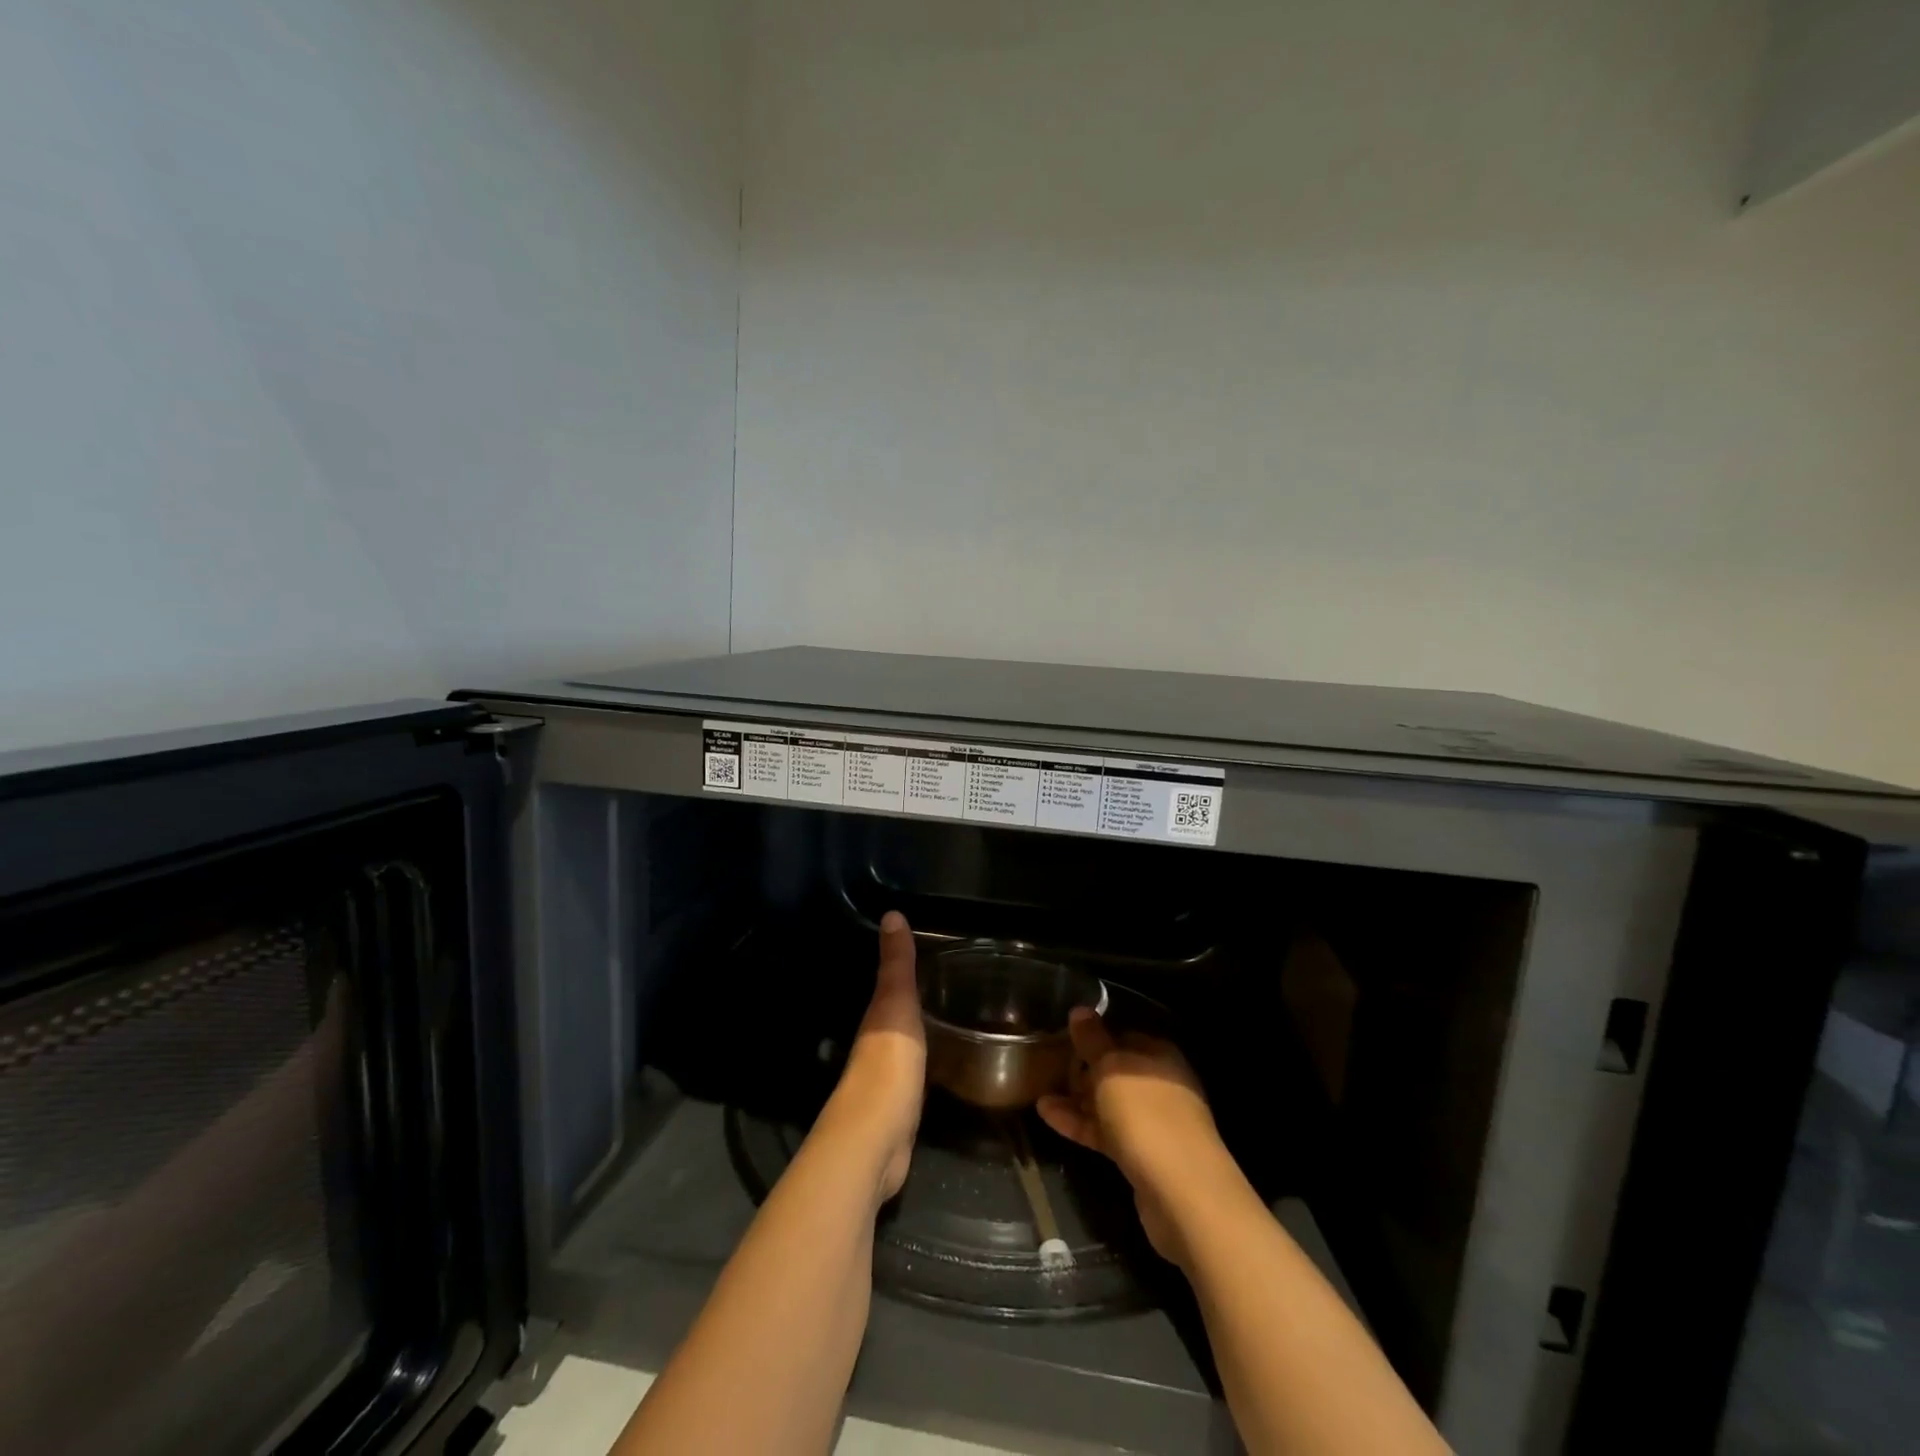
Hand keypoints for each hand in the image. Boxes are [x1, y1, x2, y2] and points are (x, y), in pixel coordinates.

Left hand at [820, 911, 924, 1202]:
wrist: (877, 1138)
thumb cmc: (888, 1062)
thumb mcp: (896, 1004)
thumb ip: (896, 964)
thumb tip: (891, 913)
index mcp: (874, 1019)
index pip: (888, 987)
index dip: (902, 972)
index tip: (929, 956)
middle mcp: (875, 1046)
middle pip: (894, 1017)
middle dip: (914, 1004)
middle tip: (950, 986)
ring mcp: (887, 1080)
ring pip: (905, 1046)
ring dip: (921, 1035)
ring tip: (952, 1020)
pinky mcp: (901, 1109)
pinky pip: (917, 1076)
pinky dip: (928, 1065)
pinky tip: (945, 1064)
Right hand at [1037, 1009, 1237, 1268]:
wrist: (1182, 1194)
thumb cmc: (1146, 1115)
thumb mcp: (1111, 1069)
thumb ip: (1093, 1040)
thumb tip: (1080, 1010)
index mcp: (1159, 1056)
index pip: (1123, 1035)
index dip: (1095, 1035)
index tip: (1064, 1036)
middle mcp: (1160, 1085)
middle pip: (1116, 1070)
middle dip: (1084, 1068)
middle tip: (1049, 1065)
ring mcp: (1153, 1123)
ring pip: (1109, 1103)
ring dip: (1077, 1098)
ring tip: (1041, 1091)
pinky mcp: (1141, 1156)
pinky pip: (1105, 1131)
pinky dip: (1080, 1123)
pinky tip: (1047, 1115)